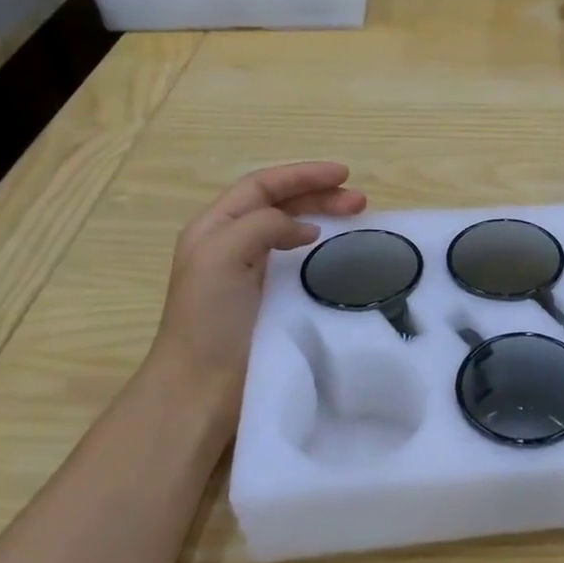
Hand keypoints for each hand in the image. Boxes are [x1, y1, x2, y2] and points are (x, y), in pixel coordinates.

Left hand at [146, 162, 366, 417]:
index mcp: (215, 227)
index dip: (302, 176)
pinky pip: (301, 262)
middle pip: (280, 205)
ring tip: (358, 218)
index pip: (262, 186)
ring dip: (324, 218)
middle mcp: (233, 243)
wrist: (202, 387)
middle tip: (360, 201)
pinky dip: (323, 250)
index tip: (344, 175)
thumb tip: (305, 230)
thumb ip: (261, 226)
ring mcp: (253, 273)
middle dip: (319, 195)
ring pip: (293, 231)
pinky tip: (339, 254)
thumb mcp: (221, 256)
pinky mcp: (272, 300)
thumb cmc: (208, 318)